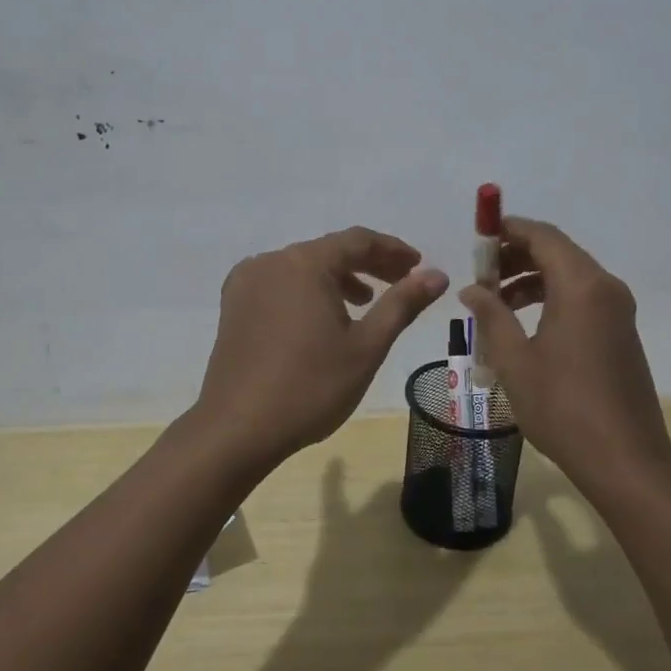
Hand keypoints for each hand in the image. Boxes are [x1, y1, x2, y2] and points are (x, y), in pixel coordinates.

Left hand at [189, 226, 447, 470]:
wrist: (236, 429)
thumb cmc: (310, 387)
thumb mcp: (366, 346)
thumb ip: (402, 304)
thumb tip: (437, 275)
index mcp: (305, 262)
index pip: (358, 240)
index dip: (392, 250)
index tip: (418, 266)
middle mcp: (272, 261)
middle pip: (329, 250)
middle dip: (368, 264)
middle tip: (402, 282)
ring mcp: (247, 281)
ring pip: (303, 267)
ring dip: (338, 278)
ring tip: (365, 303)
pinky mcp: (234, 304)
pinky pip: (279, 283)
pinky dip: (307, 290)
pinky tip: (320, 317)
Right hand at [459, 216, 670, 496]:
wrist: (627, 460)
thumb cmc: (564, 407)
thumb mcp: (514, 361)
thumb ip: (491, 316)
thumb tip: (472, 289)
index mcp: (580, 286)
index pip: (542, 235)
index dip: (508, 230)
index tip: (477, 238)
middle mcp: (605, 287)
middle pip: (557, 251)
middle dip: (516, 255)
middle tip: (481, 275)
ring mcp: (618, 309)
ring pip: (570, 274)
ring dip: (532, 278)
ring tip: (496, 303)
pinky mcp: (621, 330)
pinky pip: (583, 296)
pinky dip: (552, 296)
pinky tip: (526, 324)